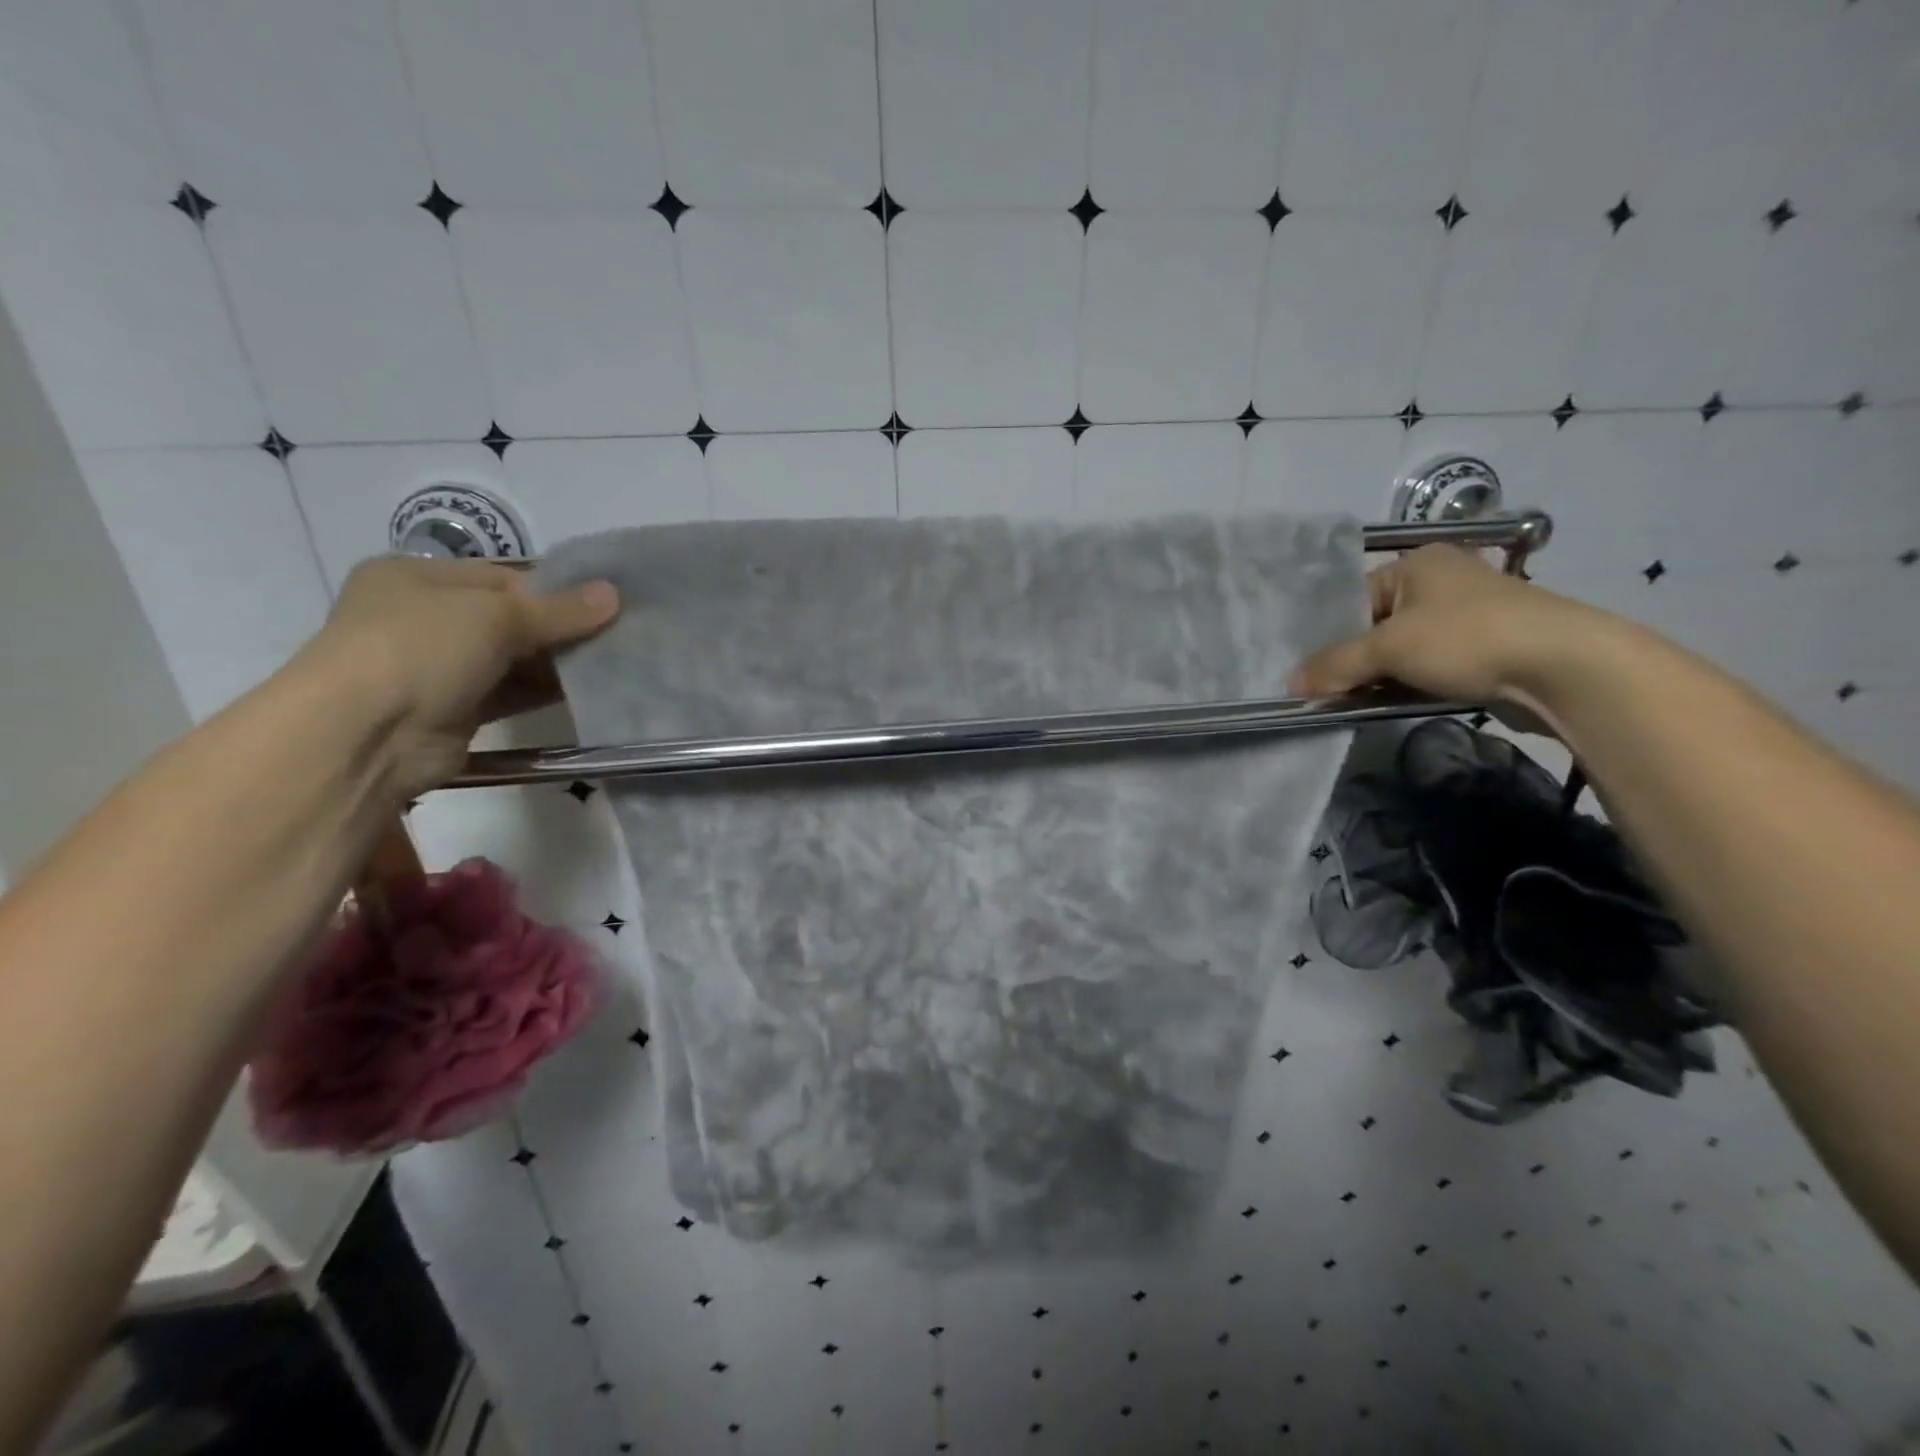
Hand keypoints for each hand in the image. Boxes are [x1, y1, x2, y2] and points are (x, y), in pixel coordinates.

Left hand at [301, 557, 618, 798]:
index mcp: (416, 577)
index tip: (605, 600)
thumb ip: (560, 609)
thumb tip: (614, 594)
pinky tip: (588, 689)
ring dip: (558, 661)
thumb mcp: (495, 615)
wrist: (366, 735)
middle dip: (561, 626)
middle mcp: (424, 617)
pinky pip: (510, 693)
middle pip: (510, 617)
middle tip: (619, 632)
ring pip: (513, 657)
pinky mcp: (455, 710)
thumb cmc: (420, 649)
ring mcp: (437, 667)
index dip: (555, 587)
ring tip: (614, 660)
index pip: (502, 576)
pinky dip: (545, 691)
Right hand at [1291, 545, 1608, 711]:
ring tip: (1362, 701)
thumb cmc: (1466, 639)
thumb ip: (1335, 665)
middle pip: (1377, 626)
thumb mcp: (1388, 650)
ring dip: (1384, 676)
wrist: (1565, 666)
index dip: (1331, 637)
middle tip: (1332, 692)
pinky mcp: (1488, 646)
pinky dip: (1414, 682)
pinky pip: (1433, 664)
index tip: (1315, 673)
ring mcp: (1469, 614)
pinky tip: (1401, 702)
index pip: (1354, 599)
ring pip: (1405, 649)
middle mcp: (1442, 581)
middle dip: (1356, 660)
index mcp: (1417, 564)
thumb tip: (1290, 683)